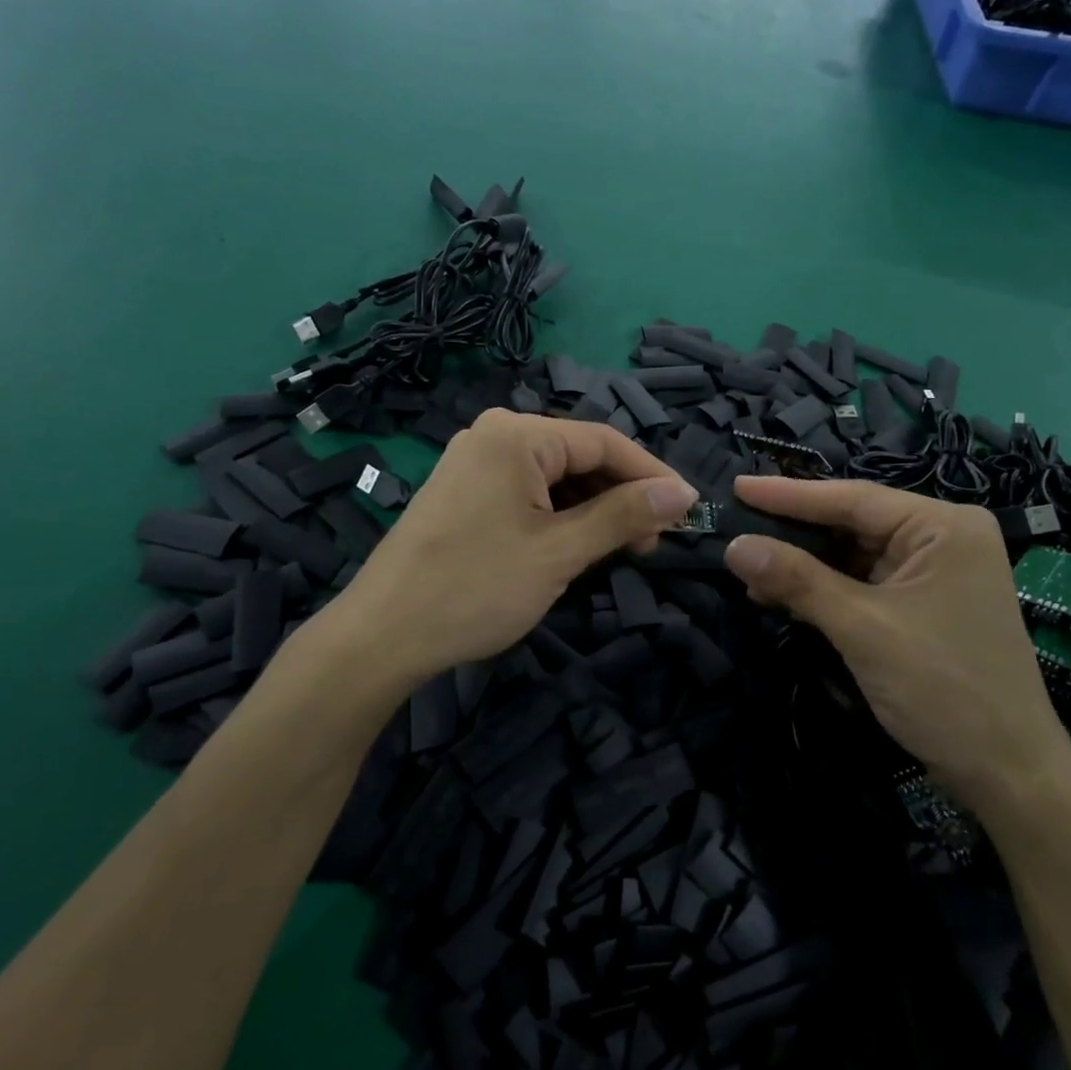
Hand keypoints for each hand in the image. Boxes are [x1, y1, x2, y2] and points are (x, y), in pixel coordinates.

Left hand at [333, 411, 696, 691]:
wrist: (382, 634)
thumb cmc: (476, 588)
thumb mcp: (561, 552)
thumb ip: (624, 515)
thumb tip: (682, 492)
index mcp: (516, 435)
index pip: (604, 441)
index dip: (651, 475)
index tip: (688, 510)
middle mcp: (494, 434)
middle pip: (579, 456)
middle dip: (620, 496)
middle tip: (651, 543)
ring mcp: (474, 461)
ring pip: (554, 476)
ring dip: (592, 509)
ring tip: (617, 550)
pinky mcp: (464, 490)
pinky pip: (527, 491)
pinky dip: (558, 515)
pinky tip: (575, 546)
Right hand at [721, 476, 1070, 817]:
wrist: (1008, 775)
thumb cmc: (943, 689)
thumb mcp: (862, 628)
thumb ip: (797, 580)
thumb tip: (733, 547)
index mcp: (942, 526)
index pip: (852, 498)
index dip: (788, 494)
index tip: (737, 485)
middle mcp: (941, 538)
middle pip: (851, 523)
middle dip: (794, 532)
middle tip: (735, 524)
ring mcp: (933, 572)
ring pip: (852, 554)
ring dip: (803, 566)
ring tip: (749, 569)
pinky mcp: (922, 604)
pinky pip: (862, 582)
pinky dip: (823, 589)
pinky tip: (782, 594)